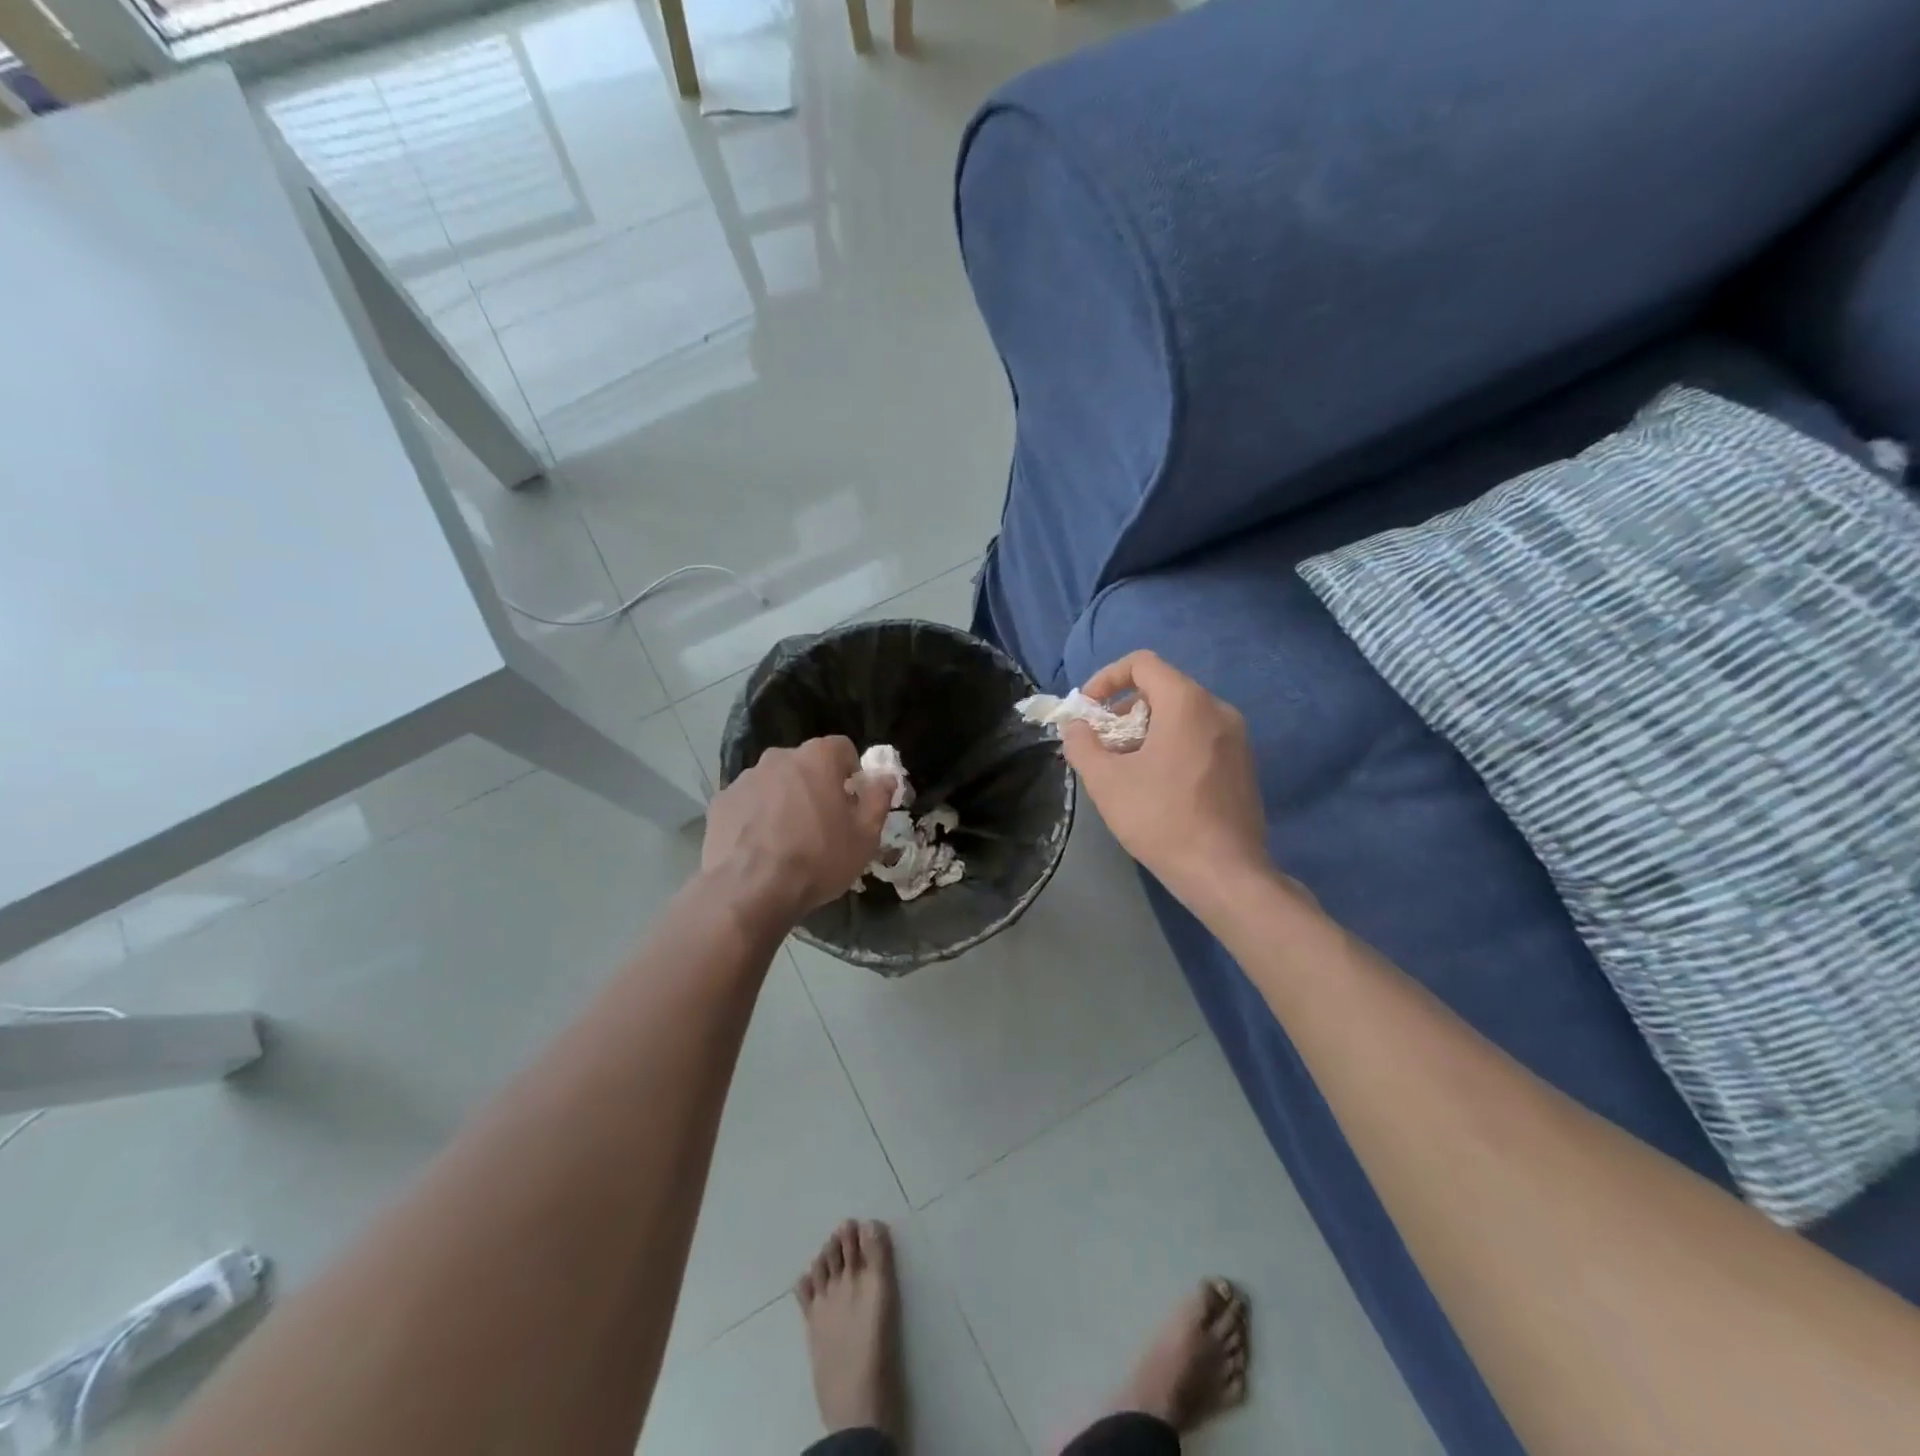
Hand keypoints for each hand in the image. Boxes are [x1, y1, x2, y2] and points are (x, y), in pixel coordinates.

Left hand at [704, 737, 893, 924]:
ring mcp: (745, 778)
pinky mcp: (721, 802)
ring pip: (774, 782)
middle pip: (805, 764)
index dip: (851, 773)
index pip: (842, 748)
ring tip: (787, 840)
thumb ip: (878, 800)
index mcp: (817, 758)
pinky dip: (756, 817)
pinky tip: (760, 847)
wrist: (750, 890)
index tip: (852, 802)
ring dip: (784, 800)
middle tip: (822, 824)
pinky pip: (748, 802)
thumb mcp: (864, 836)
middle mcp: (779, 757)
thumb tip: (885, 778)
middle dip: (816, 786)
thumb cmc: (818, 859)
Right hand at [1062, 651, 1270, 911]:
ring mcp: (1237, 738)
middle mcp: (1218, 709)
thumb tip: (1076, 727)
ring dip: (1146, 729)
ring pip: (1182, 715)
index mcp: (1187, 703)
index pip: (1142, 663)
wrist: (1224, 872)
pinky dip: (1172, 744)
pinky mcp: (1244, 764)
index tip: (1088, 709)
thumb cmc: (1161, 818)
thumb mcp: (1106, 781)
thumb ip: (1082, 744)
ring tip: (1126, 767)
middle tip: (1103, 743)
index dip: (1107, 678)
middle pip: (1163, 688)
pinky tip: (1158, 784)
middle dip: (1124, 709)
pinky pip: (1201, 736)